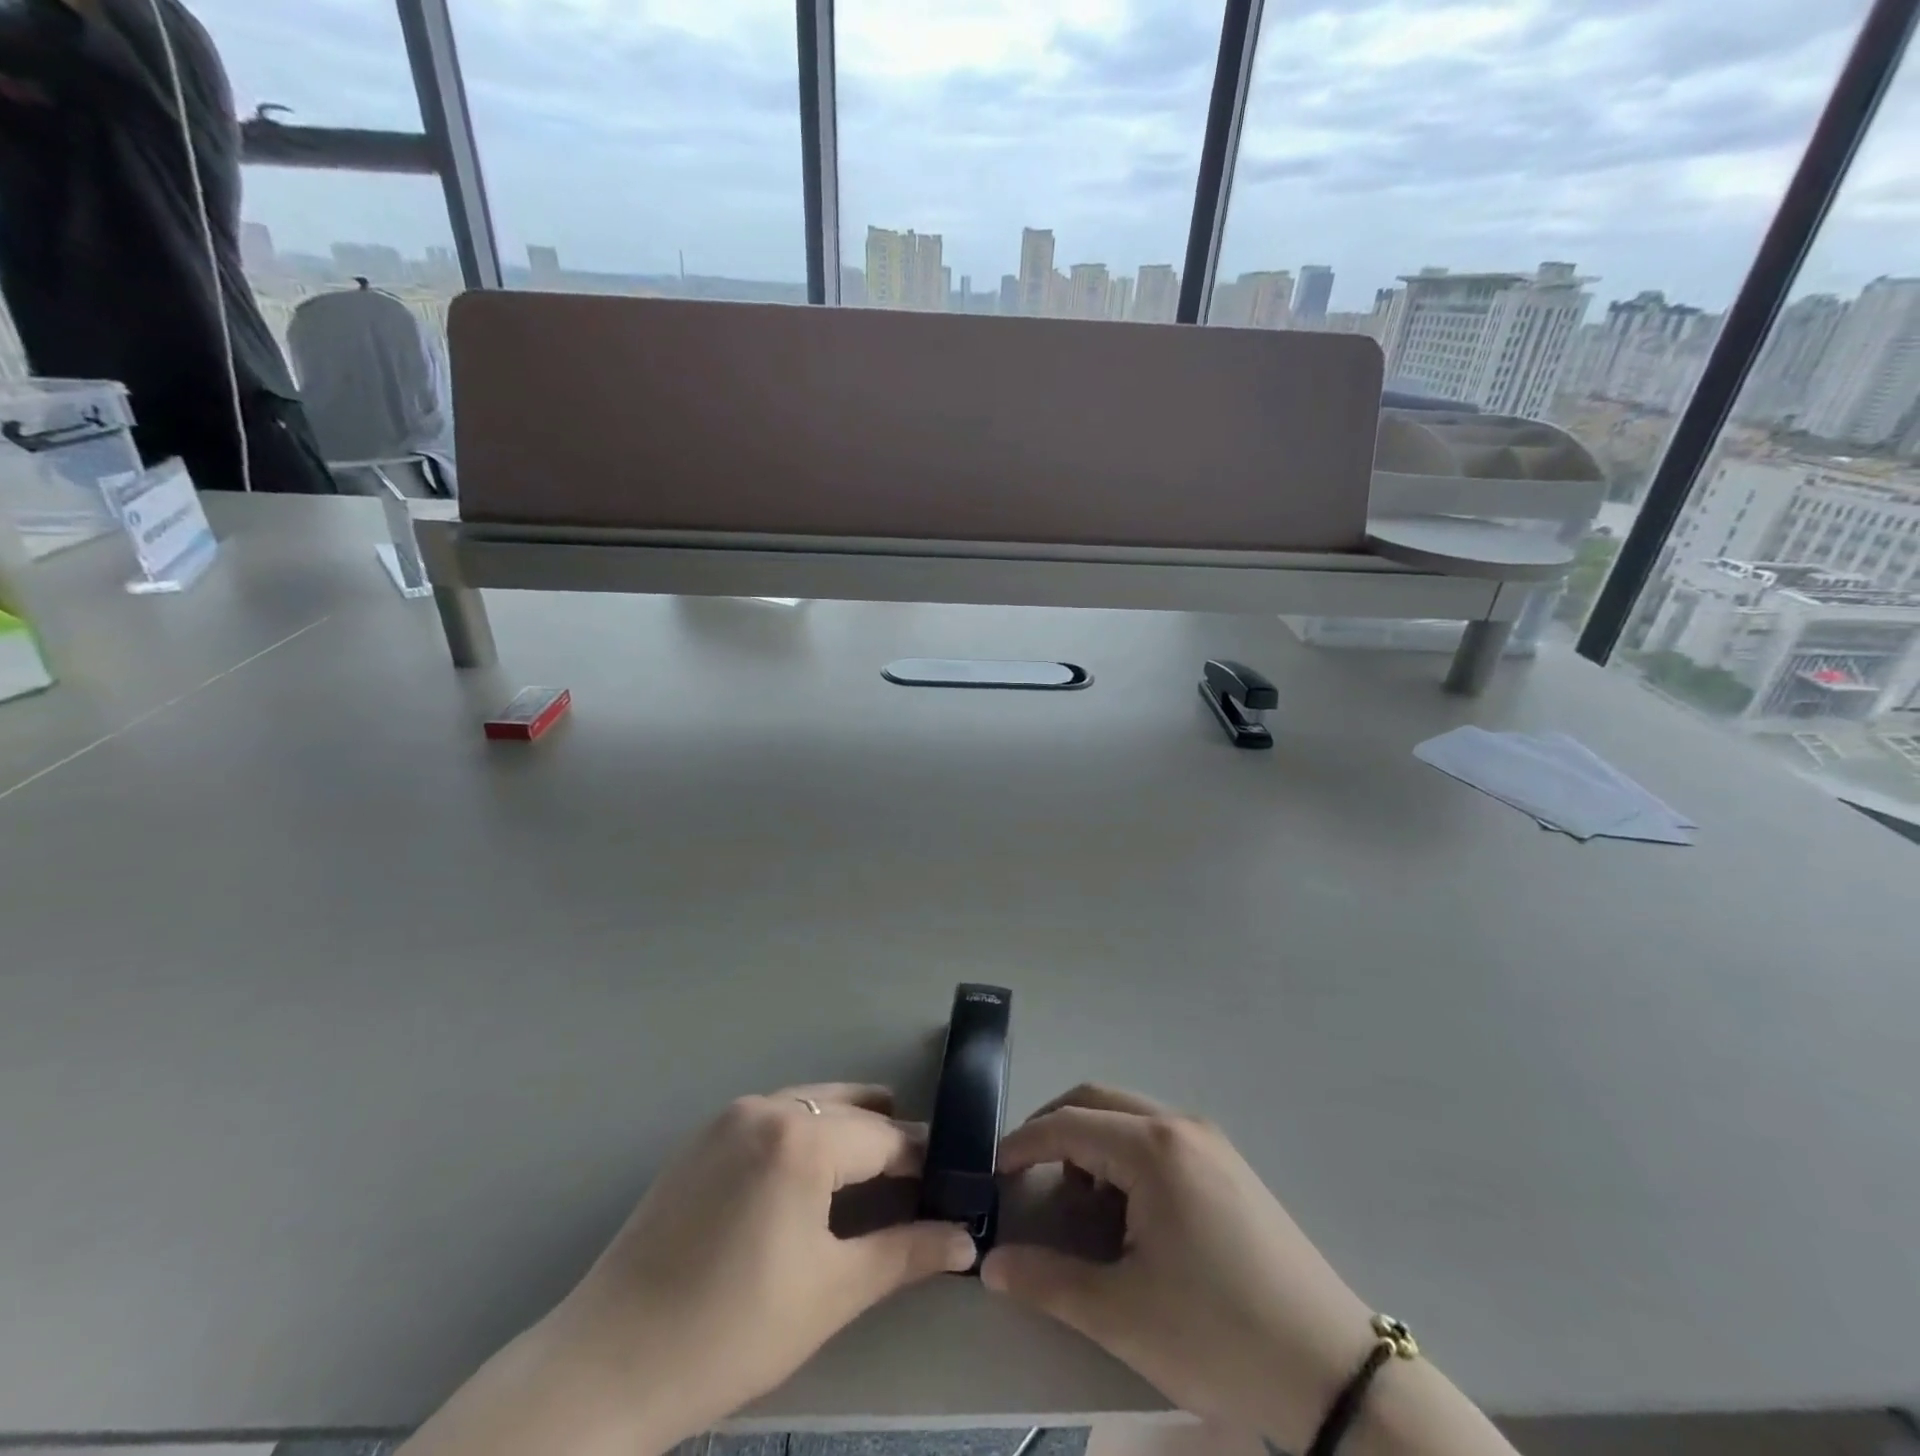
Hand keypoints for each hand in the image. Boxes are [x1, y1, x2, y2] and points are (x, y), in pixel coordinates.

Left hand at [401, 1084, 975, 1455]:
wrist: (608, 1362)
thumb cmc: (733, 1330)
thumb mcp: (831, 1293)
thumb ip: (905, 1254)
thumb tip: (966, 1239)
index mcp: (803, 1138)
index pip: (885, 1137)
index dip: (922, 1158)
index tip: (951, 1178)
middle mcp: (768, 1107)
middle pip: (848, 1109)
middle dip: (887, 1135)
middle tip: (919, 1171)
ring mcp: (728, 1116)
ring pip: (809, 1104)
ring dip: (846, 1125)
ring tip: (873, 1164)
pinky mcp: (701, 1136)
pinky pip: (772, 1115)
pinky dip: (804, 1129)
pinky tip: (809, 1171)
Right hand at [982, 1085, 1376, 1451]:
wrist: (1335, 1373)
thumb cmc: (1219, 1335)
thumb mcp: (1122, 1314)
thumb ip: (1048, 1281)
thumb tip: (990, 1265)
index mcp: (1153, 1148)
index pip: (1068, 1123)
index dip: (1023, 1144)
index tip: (993, 1173)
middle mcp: (1181, 1126)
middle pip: (1098, 1101)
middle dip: (1054, 1129)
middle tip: (1026, 1173)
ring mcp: (1211, 1142)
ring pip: (1130, 1117)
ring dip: (1093, 1143)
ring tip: (1083, 1206)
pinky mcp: (1230, 1166)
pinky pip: (1160, 1138)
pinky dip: (1126, 1156)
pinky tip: (1131, 1213)